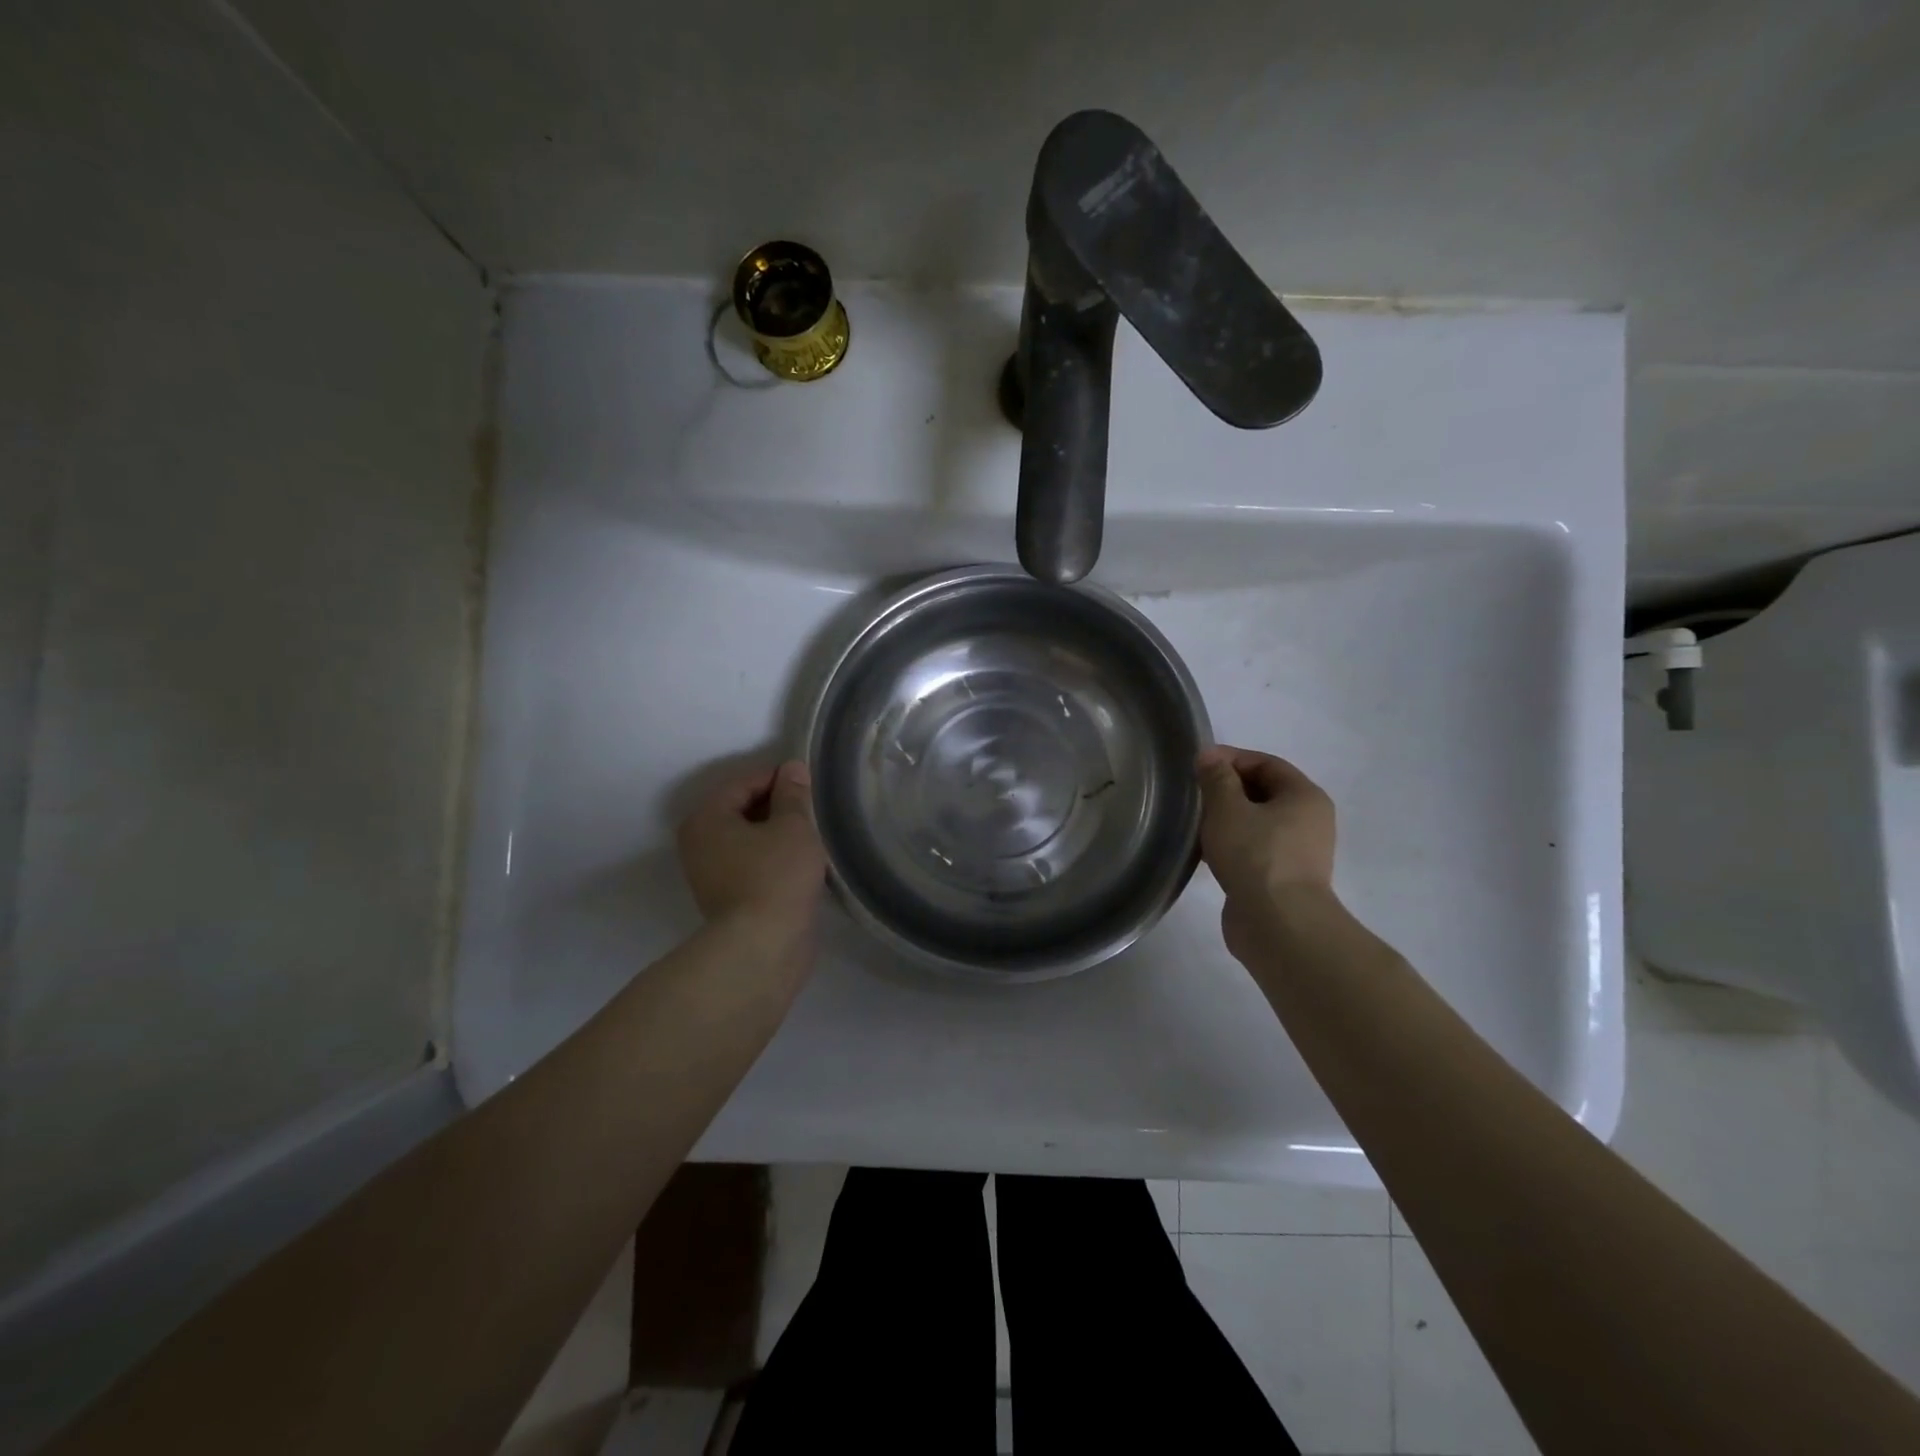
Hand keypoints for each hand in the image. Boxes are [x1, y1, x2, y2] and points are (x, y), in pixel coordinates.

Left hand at [676, 761, 826, 931]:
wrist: (763, 947)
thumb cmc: (776, 876)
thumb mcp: (793, 826)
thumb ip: (794, 794)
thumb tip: (793, 768)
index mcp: (706, 818)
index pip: (744, 782)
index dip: (779, 778)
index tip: (810, 784)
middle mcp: (699, 843)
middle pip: (743, 810)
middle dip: (778, 807)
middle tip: (813, 810)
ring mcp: (711, 875)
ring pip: (750, 840)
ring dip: (778, 835)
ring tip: (812, 835)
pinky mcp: (729, 900)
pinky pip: (753, 865)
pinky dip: (775, 859)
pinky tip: (803, 863)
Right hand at [1196, 745, 1336, 960]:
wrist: (1278, 924)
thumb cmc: (1255, 855)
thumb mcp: (1227, 808)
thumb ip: (1216, 778)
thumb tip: (1209, 756)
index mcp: (1304, 796)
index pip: (1266, 763)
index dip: (1230, 758)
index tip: (1197, 766)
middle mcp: (1309, 821)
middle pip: (1263, 792)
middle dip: (1227, 790)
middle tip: (1193, 795)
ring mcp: (1298, 853)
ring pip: (1257, 824)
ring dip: (1227, 820)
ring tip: (1195, 824)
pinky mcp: (1282, 879)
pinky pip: (1254, 850)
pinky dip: (1231, 846)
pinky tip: (1206, 853)